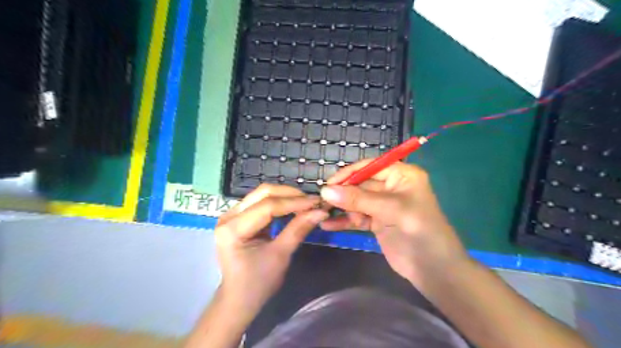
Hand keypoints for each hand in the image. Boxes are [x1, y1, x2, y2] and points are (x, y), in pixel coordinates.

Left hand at [215, 185, 325, 315]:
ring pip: (262, 195)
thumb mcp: (280, 256)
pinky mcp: (239, 217)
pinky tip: (294, 207)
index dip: (294, 202)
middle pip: (263, 194)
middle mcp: (228, 216)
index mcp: (232, 229)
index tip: (317, 202)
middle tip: (313, 201)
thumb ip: (298, 229)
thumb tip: (321, 211)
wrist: (239, 299)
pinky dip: (280, 203)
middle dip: (290, 195)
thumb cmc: (258, 283)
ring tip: (307, 203)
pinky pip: (261, 203)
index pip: (267, 206)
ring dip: (286, 196)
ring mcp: (232, 215)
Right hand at [321, 161, 465, 289]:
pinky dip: (344, 221)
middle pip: (360, 184)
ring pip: (356, 201)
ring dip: (342, 208)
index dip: (349, 174)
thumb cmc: (419, 232)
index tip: (328, 184)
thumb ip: (358, 199)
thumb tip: (325, 190)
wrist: (434, 270)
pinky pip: (357, 217)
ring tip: (325, 215)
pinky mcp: (377, 222)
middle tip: (324, 204)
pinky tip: (328, 225)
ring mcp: (383, 205)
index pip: (370, 167)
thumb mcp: (391, 210)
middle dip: (343, 194)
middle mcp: (391, 187)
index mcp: (401, 175)